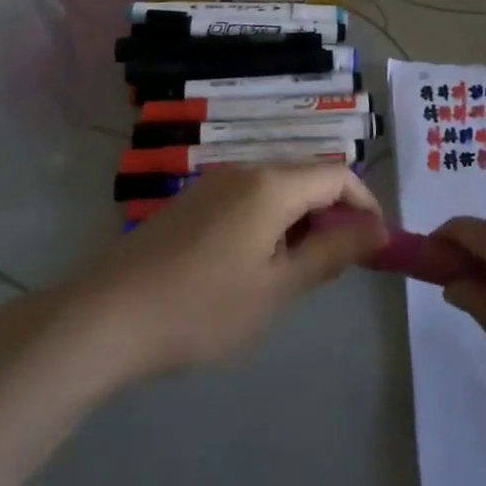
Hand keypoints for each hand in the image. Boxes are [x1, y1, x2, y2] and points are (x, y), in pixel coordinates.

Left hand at [72, 165, 386, 379]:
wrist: (108, 316)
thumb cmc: (202, 308)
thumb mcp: (276, 289)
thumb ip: (330, 253)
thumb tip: (377, 229)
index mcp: (271, 183)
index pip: (338, 174)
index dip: (365, 205)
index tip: (377, 246)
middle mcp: (245, 169)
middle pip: (307, 176)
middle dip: (333, 214)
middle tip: (337, 267)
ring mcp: (214, 182)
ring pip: (277, 188)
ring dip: (300, 220)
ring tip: (296, 273)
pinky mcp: (193, 201)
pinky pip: (248, 198)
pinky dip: (269, 222)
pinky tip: (253, 266)